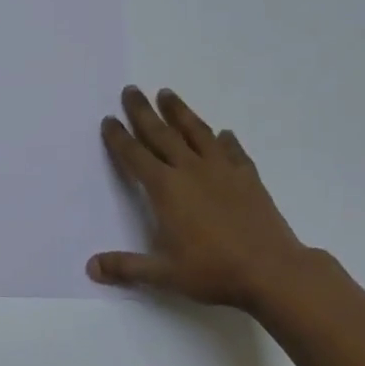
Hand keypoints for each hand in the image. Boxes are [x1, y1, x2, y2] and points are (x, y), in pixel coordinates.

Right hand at [89, 85, 314, 310]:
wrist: (273, 271)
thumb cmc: (213, 271)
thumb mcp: (164, 274)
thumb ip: (126, 267)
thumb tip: (91, 267)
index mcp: (166, 189)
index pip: (135, 156)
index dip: (119, 138)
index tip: (109, 119)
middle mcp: (190, 170)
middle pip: (161, 133)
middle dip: (143, 111)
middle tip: (131, 90)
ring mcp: (222, 170)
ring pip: (196, 132)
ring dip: (180, 112)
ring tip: (167, 93)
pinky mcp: (248, 177)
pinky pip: (233, 151)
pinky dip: (226, 140)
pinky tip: (224, 133)